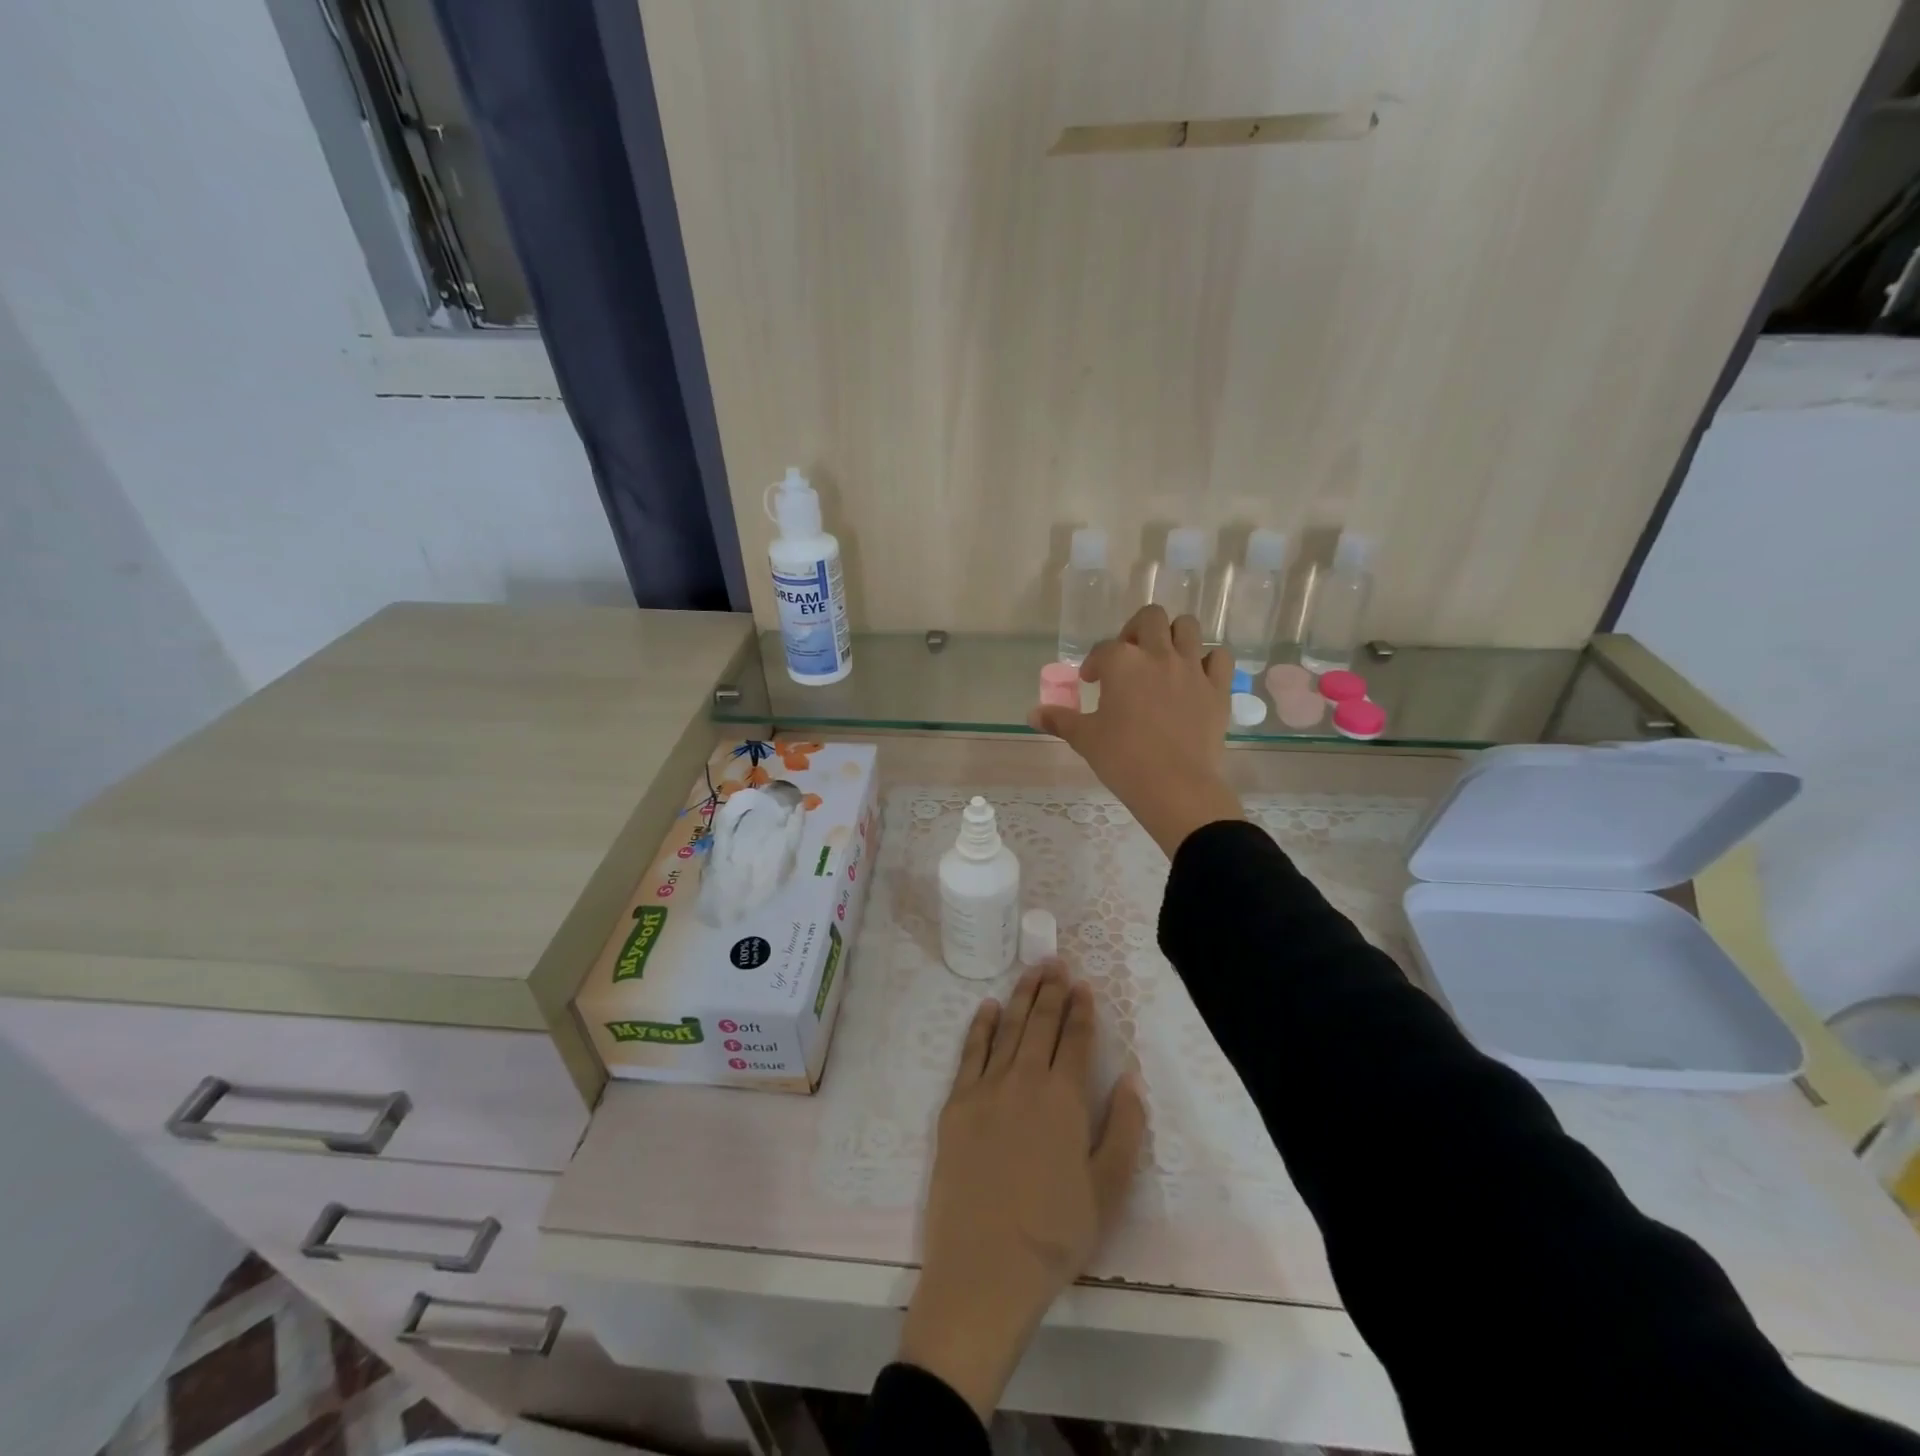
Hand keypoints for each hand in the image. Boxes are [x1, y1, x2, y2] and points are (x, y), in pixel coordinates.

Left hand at [899, 961, 1146, 1420]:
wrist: (984, 1268)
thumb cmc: (1054, 1235)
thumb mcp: (1107, 1191)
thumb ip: (1124, 1130)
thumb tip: (1131, 1080)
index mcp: (1064, 1099)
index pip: (1076, 1040)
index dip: (1082, 1010)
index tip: (1084, 985)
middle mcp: (1025, 1080)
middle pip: (1040, 1024)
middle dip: (1051, 990)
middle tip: (1056, 961)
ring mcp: (986, 1089)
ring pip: (1007, 1029)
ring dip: (1020, 997)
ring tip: (1031, 971)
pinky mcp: (956, 1104)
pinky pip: (970, 1052)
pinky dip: (980, 1026)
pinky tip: (986, 1006)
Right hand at [1029, 605, 1243, 854]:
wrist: (1175, 786)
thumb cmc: (1123, 759)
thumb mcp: (1085, 739)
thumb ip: (1060, 720)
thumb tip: (1032, 714)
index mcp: (1122, 663)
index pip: (1103, 649)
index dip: (1094, 663)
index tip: (1091, 682)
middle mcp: (1158, 655)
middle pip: (1150, 618)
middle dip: (1136, 630)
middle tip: (1129, 657)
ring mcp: (1191, 668)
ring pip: (1187, 626)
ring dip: (1173, 634)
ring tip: (1163, 657)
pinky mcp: (1217, 688)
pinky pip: (1218, 657)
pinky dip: (1207, 660)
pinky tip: (1196, 676)